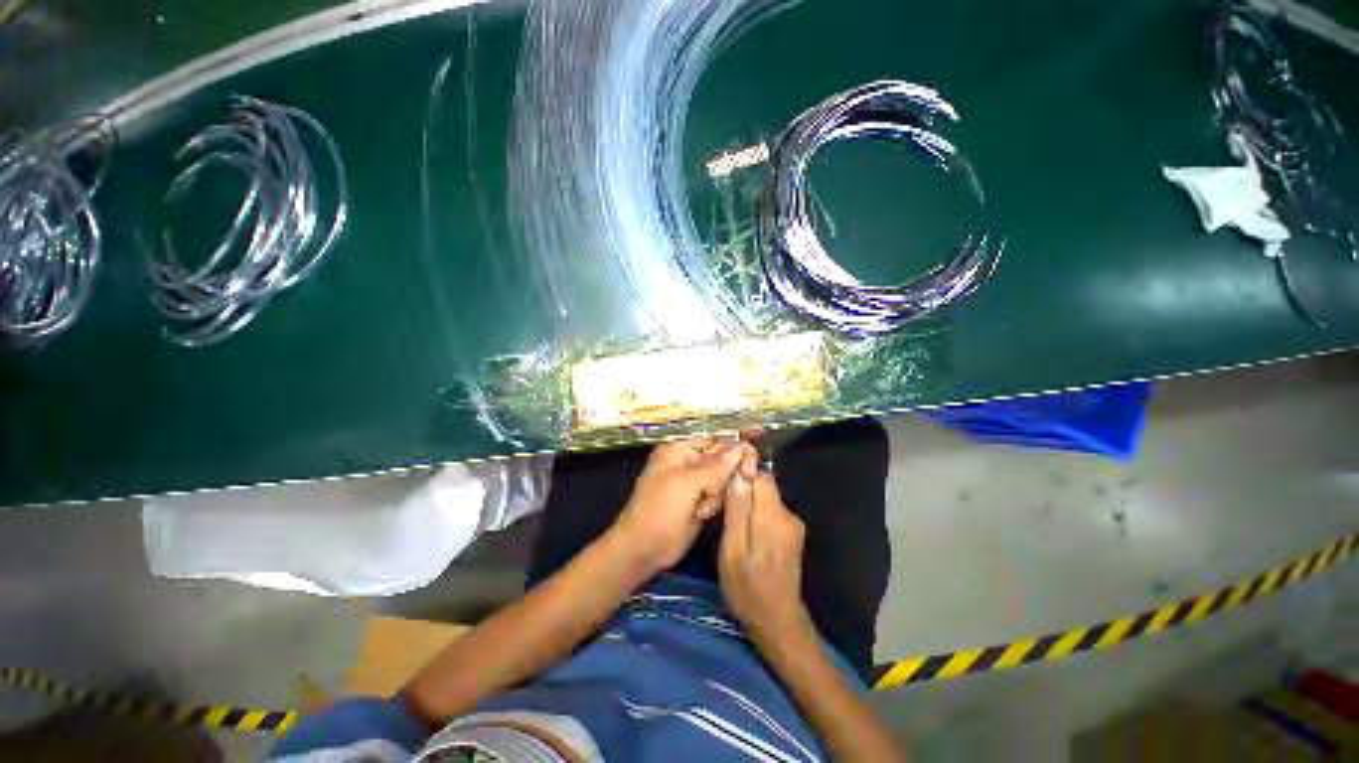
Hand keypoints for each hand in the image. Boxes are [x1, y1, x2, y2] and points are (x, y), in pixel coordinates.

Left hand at [612, 437, 753, 575]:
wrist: (644, 550)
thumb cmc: (659, 511)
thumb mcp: (686, 484)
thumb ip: (715, 466)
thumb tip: (741, 446)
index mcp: (680, 449)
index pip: (716, 440)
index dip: (735, 449)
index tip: (750, 465)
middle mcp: (689, 461)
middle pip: (723, 459)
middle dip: (723, 477)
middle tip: (712, 492)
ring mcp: (695, 482)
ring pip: (725, 479)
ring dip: (716, 495)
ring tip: (699, 508)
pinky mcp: (701, 500)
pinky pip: (720, 495)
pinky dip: (714, 505)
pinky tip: (700, 515)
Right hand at [718, 469, 814, 647]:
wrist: (778, 623)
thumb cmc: (747, 588)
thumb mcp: (732, 549)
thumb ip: (736, 510)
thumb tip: (737, 474)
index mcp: (773, 516)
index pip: (761, 475)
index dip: (743, 470)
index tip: (724, 476)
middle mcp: (788, 515)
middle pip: (764, 486)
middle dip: (743, 488)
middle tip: (721, 503)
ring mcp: (793, 525)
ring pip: (766, 499)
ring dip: (748, 502)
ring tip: (729, 520)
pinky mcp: (791, 535)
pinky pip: (770, 512)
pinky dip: (756, 514)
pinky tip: (744, 532)